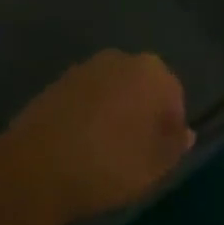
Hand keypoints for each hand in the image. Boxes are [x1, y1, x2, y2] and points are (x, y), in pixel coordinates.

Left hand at [0, 50, 193, 224]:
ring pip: (114, 90)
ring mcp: (87, 67)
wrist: (37, 166)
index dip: (171, 126)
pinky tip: (81, 145)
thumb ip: (174, 146)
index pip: (174, 95)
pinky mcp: (58, 83)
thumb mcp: (152, 166)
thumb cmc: (108, 164)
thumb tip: (186, 133)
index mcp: (152, 71)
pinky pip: (86, 98)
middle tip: (136, 152)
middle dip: (143, 113)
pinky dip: (89, 116)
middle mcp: (122, 58)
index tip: (161, 155)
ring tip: (106, 151)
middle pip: (143, 86)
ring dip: (115, 113)